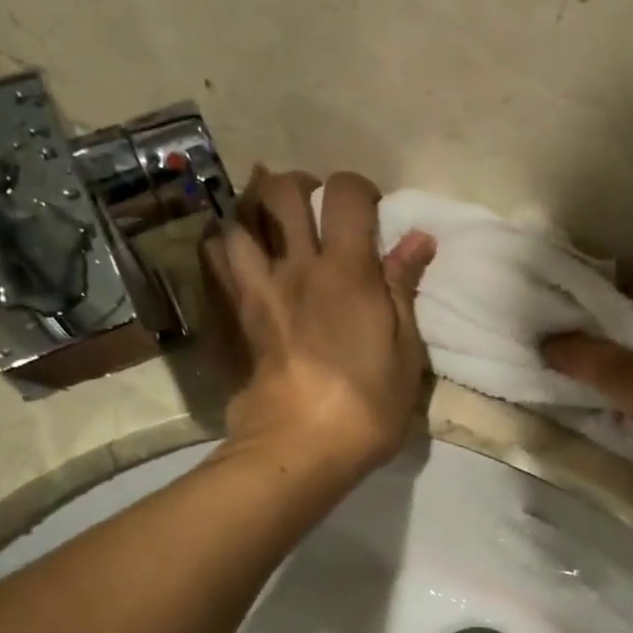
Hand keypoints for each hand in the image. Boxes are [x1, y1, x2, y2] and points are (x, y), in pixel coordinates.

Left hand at [206, 169, 435, 486]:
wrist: (301, 445)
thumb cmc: (367, 404)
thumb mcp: (405, 351)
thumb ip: (404, 288)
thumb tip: (418, 238)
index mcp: (346, 271)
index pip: (344, 194)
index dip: (359, 190)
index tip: (371, 214)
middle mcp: (296, 267)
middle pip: (280, 191)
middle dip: (301, 186)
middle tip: (317, 212)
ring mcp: (257, 290)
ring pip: (238, 219)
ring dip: (253, 212)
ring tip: (272, 230)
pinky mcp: (234, 316)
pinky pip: (214, 262)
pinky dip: (223, 246)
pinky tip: (239, 257)